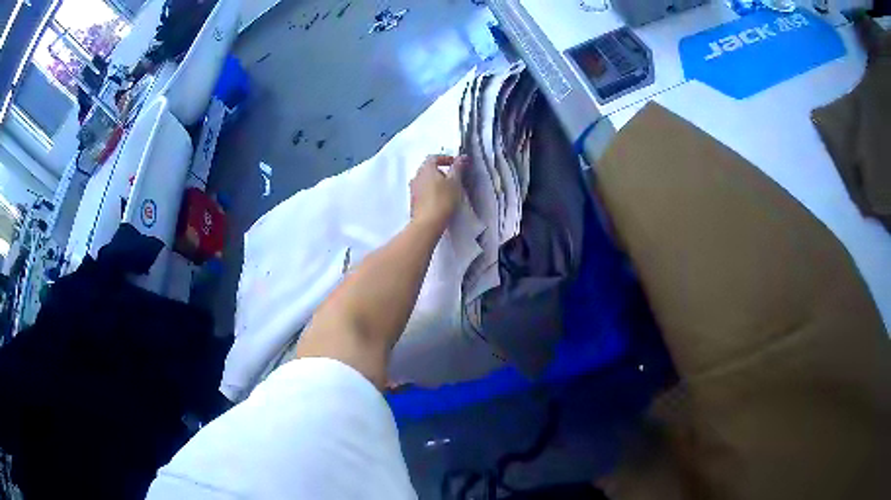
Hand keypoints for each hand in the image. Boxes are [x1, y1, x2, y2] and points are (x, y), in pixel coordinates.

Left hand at [410, 155, 466, 229]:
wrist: (427, 223)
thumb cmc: (442, 200)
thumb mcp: (455, 182)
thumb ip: (457, 168)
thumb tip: (461, 158)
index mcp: (426, 168)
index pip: (434, 157)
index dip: (446, 158)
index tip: (455, 164)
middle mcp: (416, 176)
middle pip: (428, 168)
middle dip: (441, 170)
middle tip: (452, 177)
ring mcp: (413, 189)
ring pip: (425, 180)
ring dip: (435, 181)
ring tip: (447, 189)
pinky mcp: (413, 201)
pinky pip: (422, 191)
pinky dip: (431, 191)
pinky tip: (439, 200)